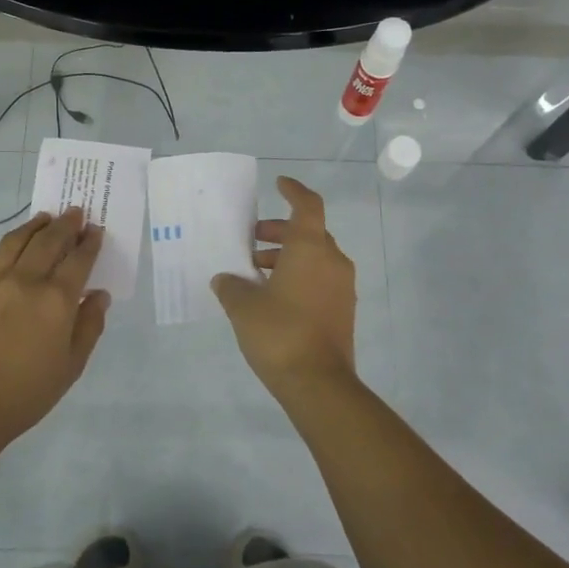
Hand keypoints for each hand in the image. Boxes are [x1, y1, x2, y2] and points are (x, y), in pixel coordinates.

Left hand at [0, 208, 109, 436]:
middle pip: (50, 240)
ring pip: (19, 240)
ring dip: (37, 224)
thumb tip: (98, 295)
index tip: (97, 230)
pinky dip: (15, 240)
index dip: (90, 242)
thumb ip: (89, 325)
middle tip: (77, 213)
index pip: (79, 259)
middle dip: (67, 224)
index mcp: (57, 300)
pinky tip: (20, 243)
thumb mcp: (72, 365)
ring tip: (48, 217)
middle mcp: (28, 281)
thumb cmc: (28, 392)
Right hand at [212, 176, 356, 398]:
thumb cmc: (279, 332)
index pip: (307, 206)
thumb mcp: (243, 306)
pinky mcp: (342, 311)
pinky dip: (298, 276)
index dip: (294, 191)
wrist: (318, 383)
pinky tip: (272, 296)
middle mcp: (332, 261)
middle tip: (252, 240)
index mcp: (311, 248)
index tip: (279, 184)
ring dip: (286, 257)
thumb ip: (231, 286)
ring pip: (314, 258)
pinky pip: (320, 279)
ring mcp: (342, 287)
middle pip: (309, 233)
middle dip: (279, 232)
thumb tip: (226, 279)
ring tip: (254, 272)